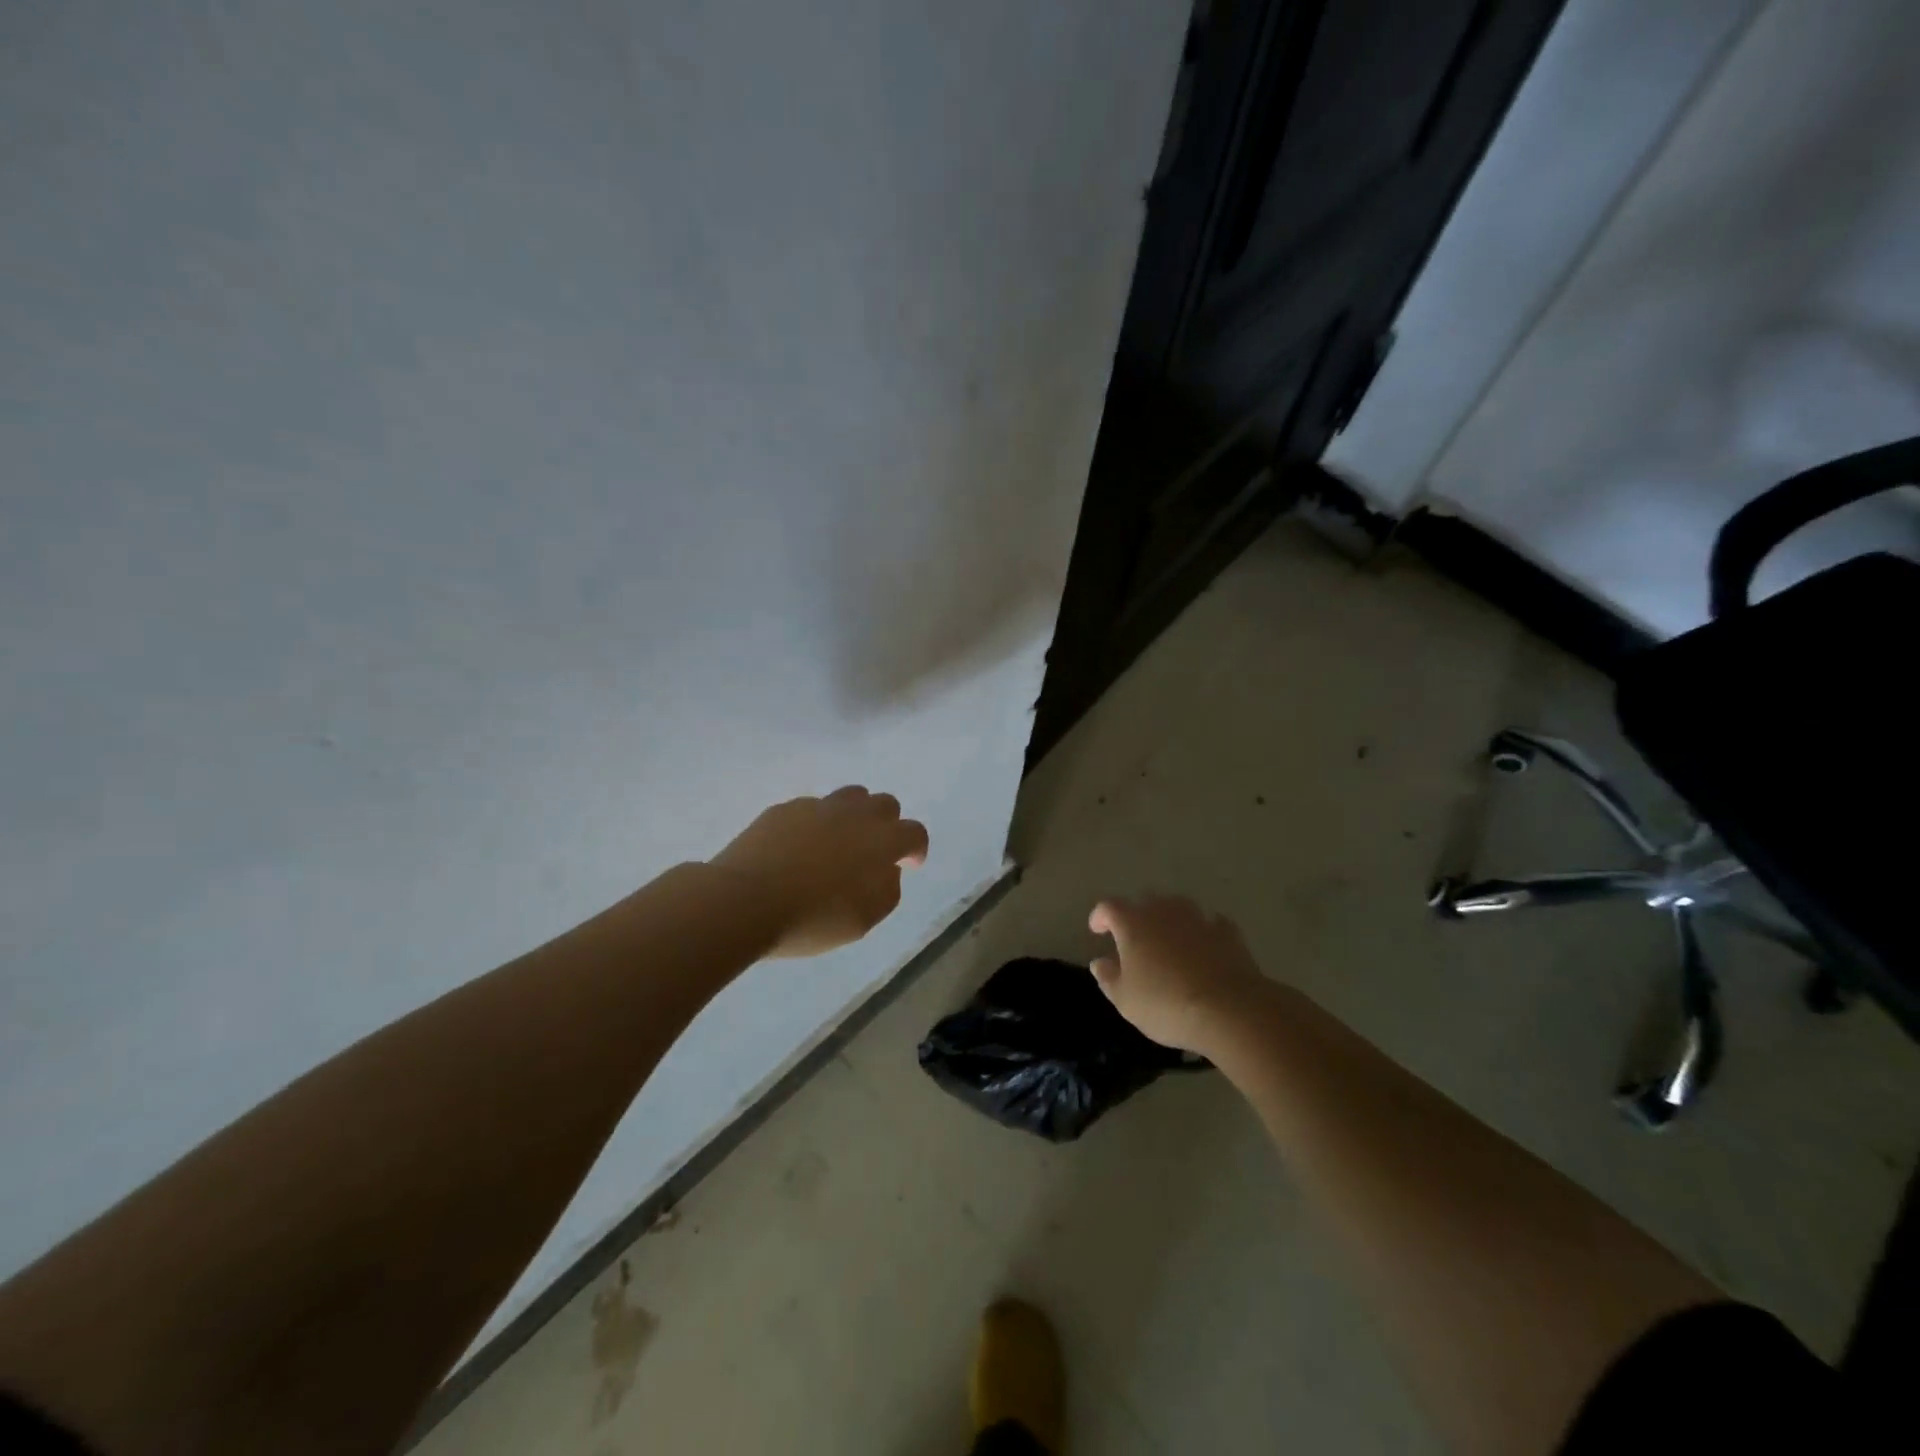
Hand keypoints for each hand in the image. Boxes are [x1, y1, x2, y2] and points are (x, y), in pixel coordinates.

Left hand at [712, 786, 929, 957]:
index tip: (909, 865)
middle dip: (888, 825)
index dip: (916, 848)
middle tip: (874, 852)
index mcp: (880, 841)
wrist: (744, 902)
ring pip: (850, 797)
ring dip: (855, 817)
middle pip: (885, 804)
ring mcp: (817, 807)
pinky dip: (816, 824)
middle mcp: (854, 814)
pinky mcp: (784, 809)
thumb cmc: (811, 919)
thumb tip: (888, 869)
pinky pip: (812, 808)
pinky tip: (800, 850)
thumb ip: (887, 890)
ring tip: (839, 844)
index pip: (914, 832)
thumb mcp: (863, 920)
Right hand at [1088, 895, 1273, 1054]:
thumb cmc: (1166, 1004)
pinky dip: (1204, 932)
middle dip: (1137, 915)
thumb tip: (1099, 962)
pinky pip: (1211, 924)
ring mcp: (1199, 919)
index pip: (1109, 907)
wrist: (1229, 1009)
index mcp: (1133, 923)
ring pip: (1179, 907)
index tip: (1097, 930)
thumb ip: (1108, 977)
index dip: (1100, 916)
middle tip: (1135, 938)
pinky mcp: (1228, 933)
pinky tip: (1205, 947)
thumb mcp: (1125, 1000)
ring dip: (1171, 919)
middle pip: (1146, 901)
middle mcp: (1164, 912)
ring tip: (1170, 940)